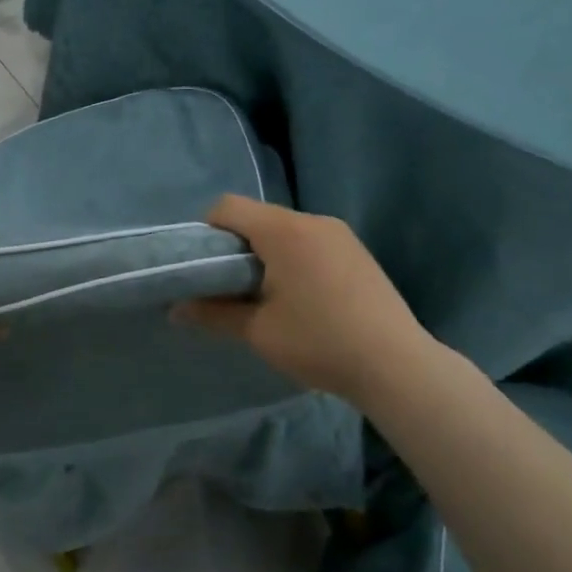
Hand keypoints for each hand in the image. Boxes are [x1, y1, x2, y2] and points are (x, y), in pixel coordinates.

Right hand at [175, 195, 433, 405]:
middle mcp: (312, 221)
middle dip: (236, 246)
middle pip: (257, 217)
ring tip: (265, 296)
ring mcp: (340, 234)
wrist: (396, 365)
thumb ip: (213, 313)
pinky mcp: (357, 251)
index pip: (228, 207)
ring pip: (285, 230)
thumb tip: (175, 310)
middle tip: (230, 287)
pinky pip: (310, 241)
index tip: (204, 268)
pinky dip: (293, 258)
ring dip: (266, 253)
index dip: (207, 232)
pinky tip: (301, 298)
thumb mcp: (257, 331)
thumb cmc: (319, 342)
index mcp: (283, 231)